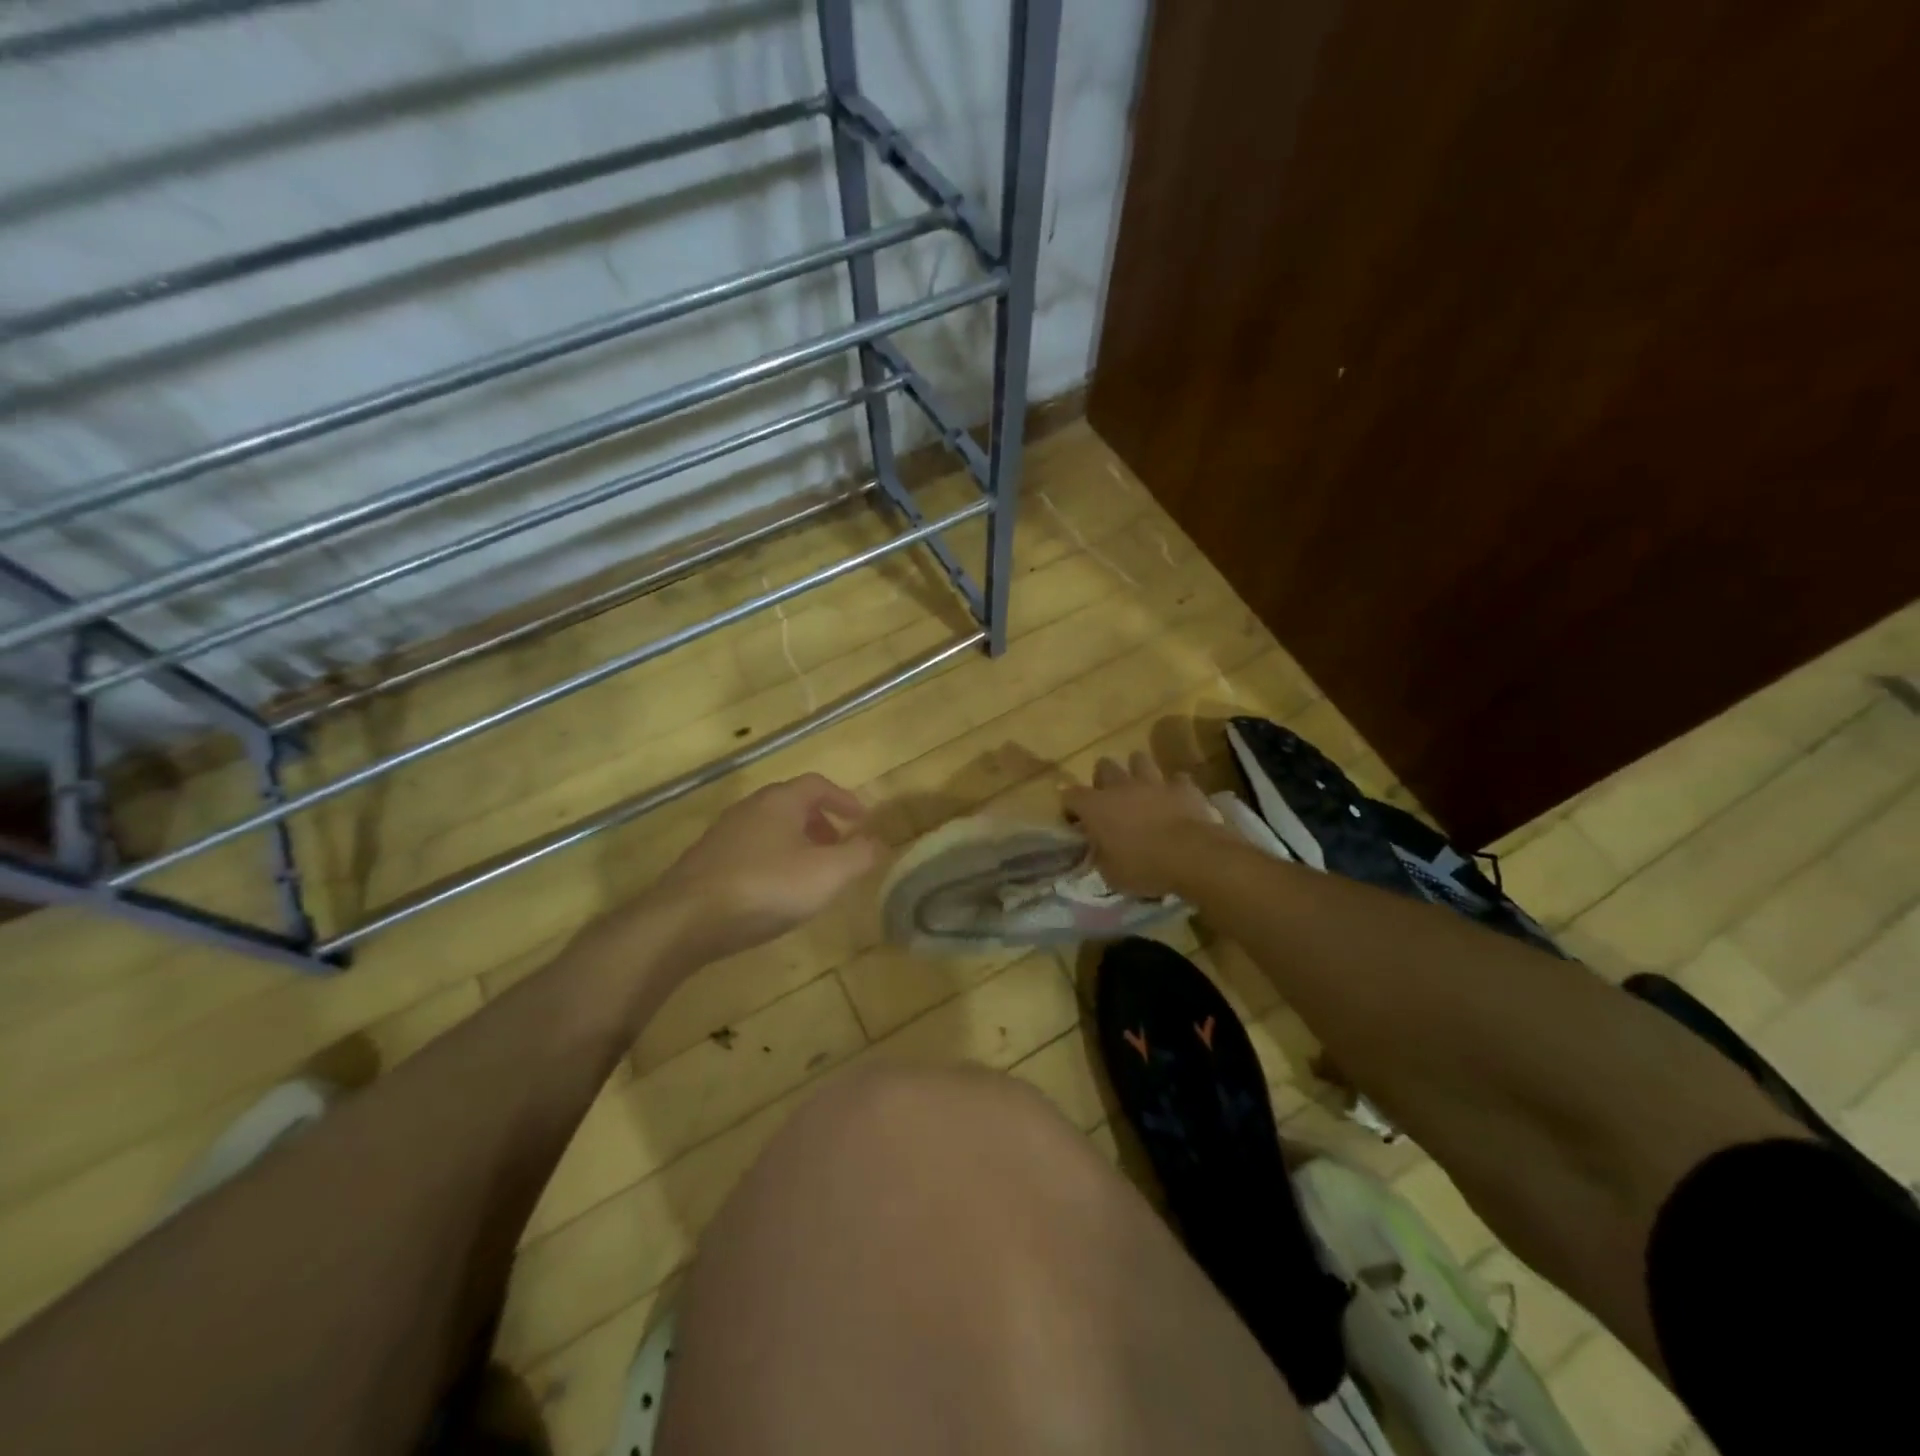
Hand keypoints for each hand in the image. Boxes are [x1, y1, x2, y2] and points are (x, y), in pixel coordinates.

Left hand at [657, 773, 881, 959]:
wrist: (684, 920)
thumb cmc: (765, 888)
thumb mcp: (827, 874)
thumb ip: (859, 856)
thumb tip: (879, 842)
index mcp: (780, 802)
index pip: (818, 785)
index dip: (844, 798)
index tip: (862, 819)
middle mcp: (750, 809)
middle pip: (791, 804)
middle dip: (820, 821)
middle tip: (838, 846)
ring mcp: (722, 835)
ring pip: (768, 828)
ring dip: (795, 842)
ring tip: (810, 873)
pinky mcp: (704, 863)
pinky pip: (749, 850)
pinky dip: (771, 860)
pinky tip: (773, 892)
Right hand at [1062, 751, 1223, 897]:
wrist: (1192, 856)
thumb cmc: (1144, 867)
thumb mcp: (1111, 874)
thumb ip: (1101, 856)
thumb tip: (1099, 850)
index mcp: (1096, 807)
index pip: (1069, 795)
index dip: (1070, 807)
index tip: (1076, 822)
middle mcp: (1121, 786)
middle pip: (1104, 766)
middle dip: (1103, 779)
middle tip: (1109, 800)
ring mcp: (1153, 782)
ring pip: (1139, 760)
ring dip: (1138, 772)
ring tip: (1141, 790)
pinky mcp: (1183, 787)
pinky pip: (1176, 780)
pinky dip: (1174, 788)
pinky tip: (1176, 800)